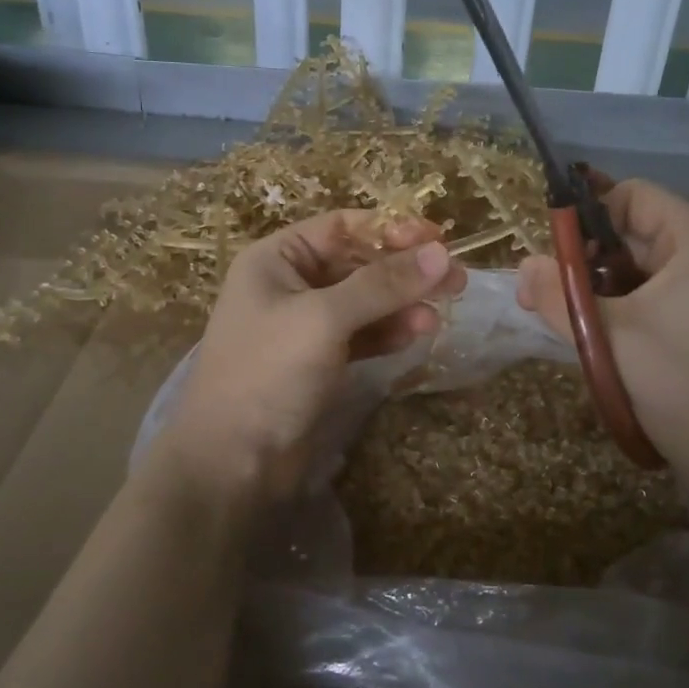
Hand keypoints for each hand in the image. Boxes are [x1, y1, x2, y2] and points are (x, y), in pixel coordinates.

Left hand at [151, 211, 466, 509]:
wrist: (233, 461)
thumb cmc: (268, 373)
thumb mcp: (324, 319)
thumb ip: (382, 284)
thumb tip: (441, 253)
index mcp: (276, 259)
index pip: (342, 227)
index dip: (390, 228)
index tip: (438, 239)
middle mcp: (291, 284)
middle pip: (358, 263)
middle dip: (405, 269)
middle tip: (455, 278)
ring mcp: (306, 325)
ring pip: (366, 301)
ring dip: (403, 302)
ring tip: (443, 309)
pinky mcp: (321, 360)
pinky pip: (363, 334)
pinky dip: (390, 331)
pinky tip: (419, 332)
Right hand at [517, 180, 688, 474]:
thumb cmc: (677, 381)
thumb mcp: (607, 334)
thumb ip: (558, 295)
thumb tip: (524, 264)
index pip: (634, 196)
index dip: (590, 213)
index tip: (555, 250)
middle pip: (633, 233)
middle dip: (584, 257)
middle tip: (542, 291)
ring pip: (636, 270)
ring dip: (595, 287)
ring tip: (560, 318)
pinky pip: (649, 298)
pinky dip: (616, 308)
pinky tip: (591, 336)